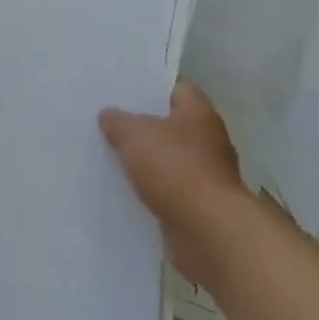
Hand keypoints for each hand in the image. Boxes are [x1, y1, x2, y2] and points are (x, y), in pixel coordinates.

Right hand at [100, 81, 251, 287]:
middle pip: (170, 124)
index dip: (150, 86)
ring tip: (110, 152)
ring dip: (146, 159)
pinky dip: (150, 188)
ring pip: (167, 158)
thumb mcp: (134, 134)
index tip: (123, 88)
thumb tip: (109, 116)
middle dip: (143, 123)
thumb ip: (118, 121)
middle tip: (109, 119)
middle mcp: (208, 140)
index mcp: (199, 113)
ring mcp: (206, 175)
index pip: (176, 88)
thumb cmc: (176, 168)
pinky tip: (123, 185)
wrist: (209, 233)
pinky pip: (168, 188)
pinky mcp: (198, 206)